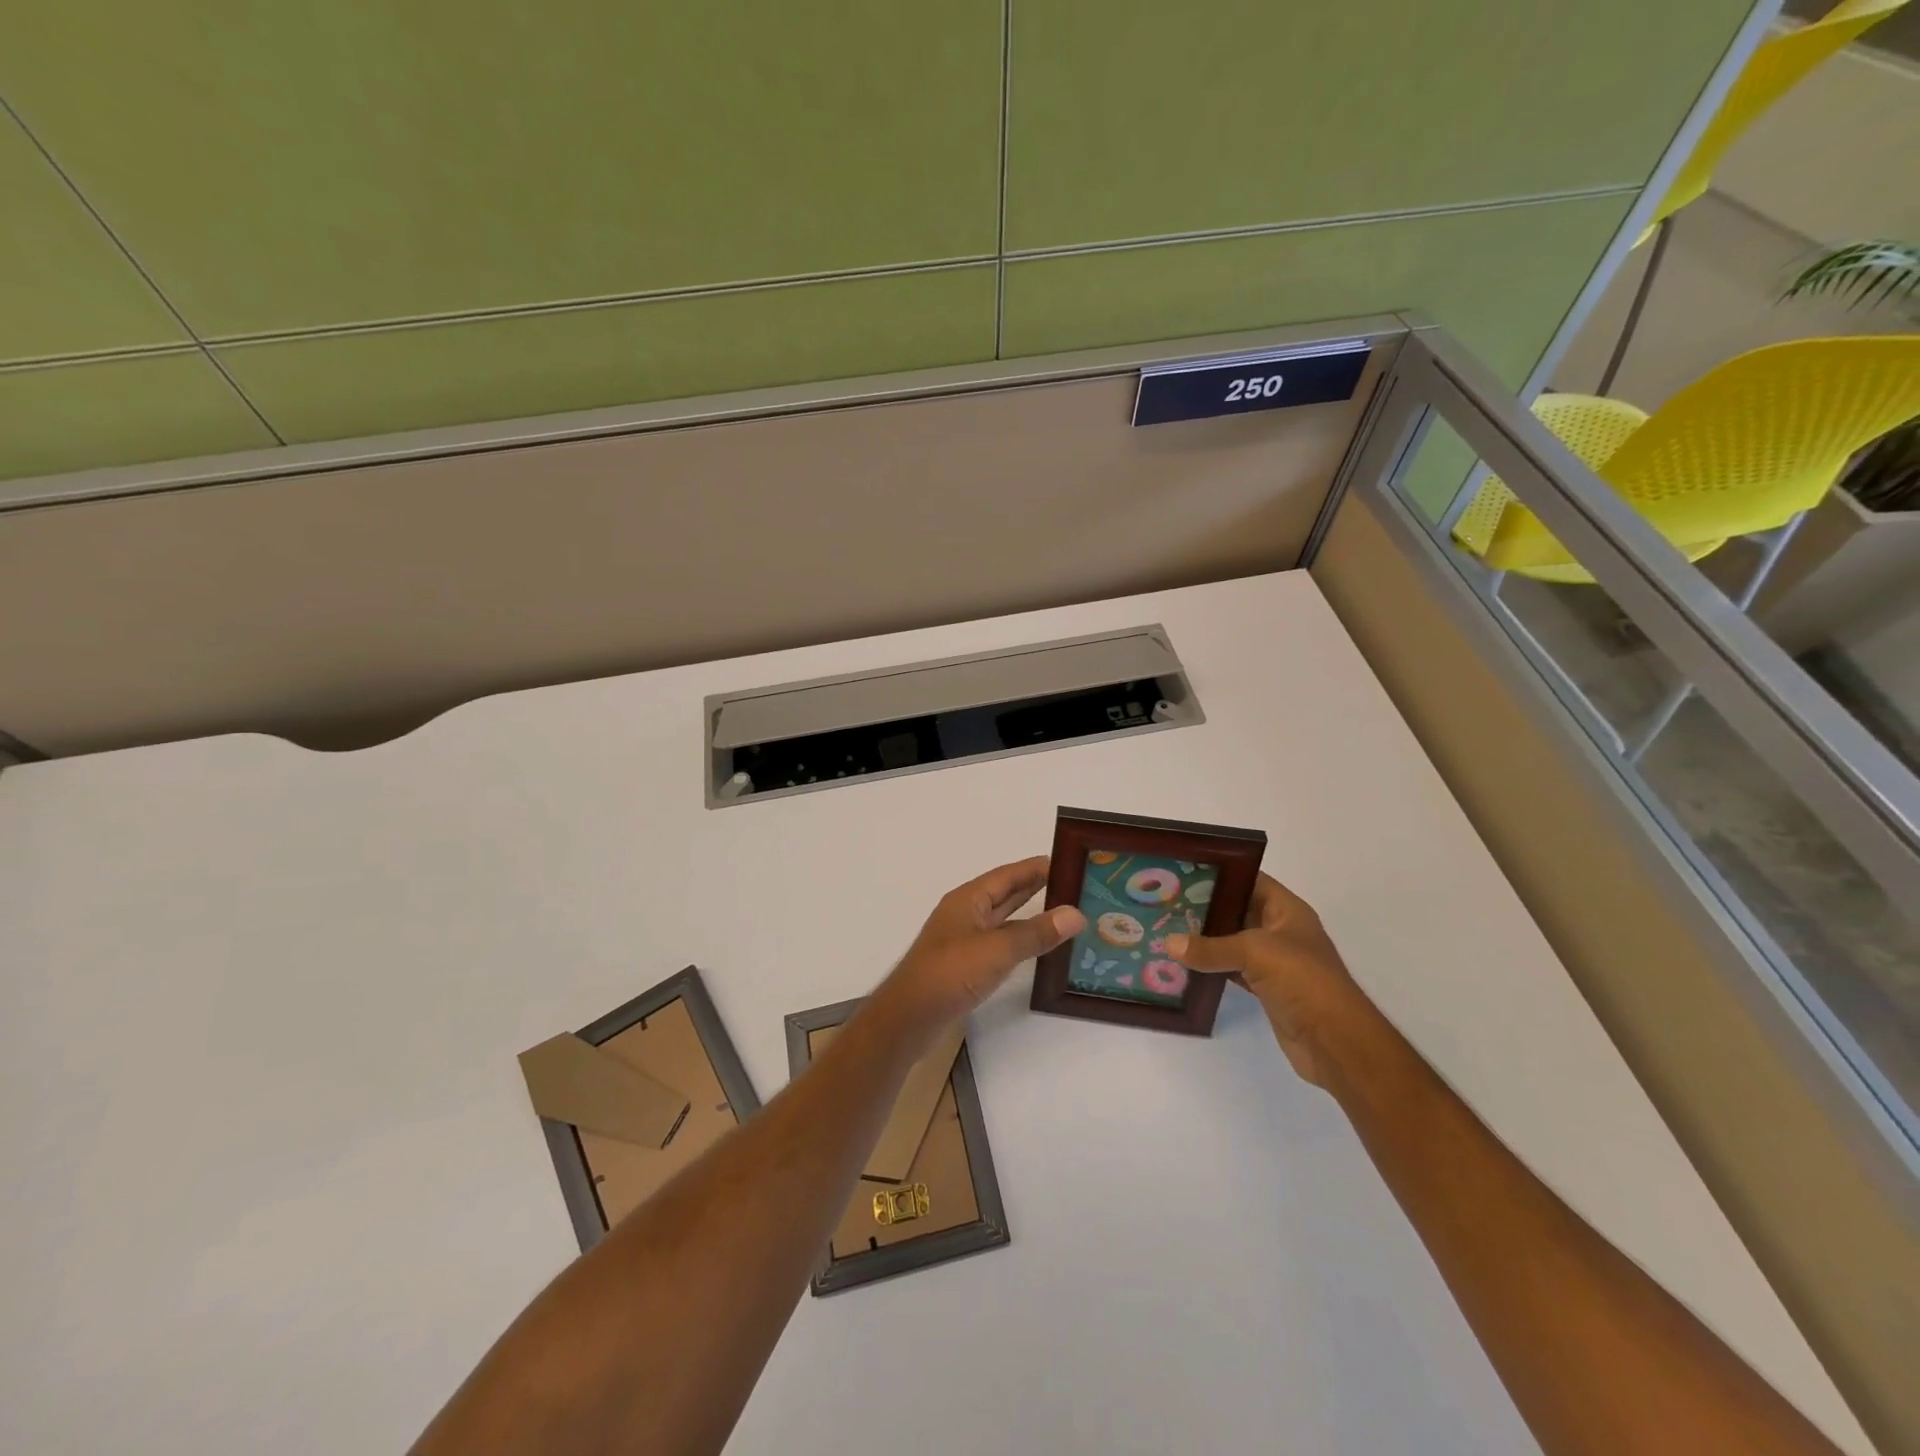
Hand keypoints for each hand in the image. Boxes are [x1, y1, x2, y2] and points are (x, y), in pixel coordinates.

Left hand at [875, 856, 1085, 1041]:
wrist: (909, 1018)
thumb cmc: (949, 973)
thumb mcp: (997, 950)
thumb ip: (1036, 932)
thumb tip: (1076, 913)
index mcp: (968, 899)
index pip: (1008, 875)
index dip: (1036, 867)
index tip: (1068, 861)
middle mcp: (965, 913)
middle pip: (1005, 893)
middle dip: (1035, 886)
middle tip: (1072, 883)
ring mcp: (964, 939)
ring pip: (1002, 918)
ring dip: (1029, 913)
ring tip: (1062, 911)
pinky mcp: (965, 964)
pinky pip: (999, 942)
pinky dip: (1020, 939)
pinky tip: (1036, 946)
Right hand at [1167, 873, 1367, 1087]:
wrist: (1335, 1041)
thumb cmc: (1303, 980)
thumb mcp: (1255, 952)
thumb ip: (1211, 947)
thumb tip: (1169, 944)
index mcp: (1286, 911)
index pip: (1251, 880)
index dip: (1221, 874)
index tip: (1184, 871)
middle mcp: (1281, 931)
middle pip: (1238, 911)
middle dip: (1205, 907)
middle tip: (1166, 902)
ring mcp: (1274, 962)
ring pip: (1233, 942)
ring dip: (1205, 940)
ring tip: (1167, 929)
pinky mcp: (1267, 989)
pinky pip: (1232, 970)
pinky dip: (1211, 968)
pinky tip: (1184, 965)